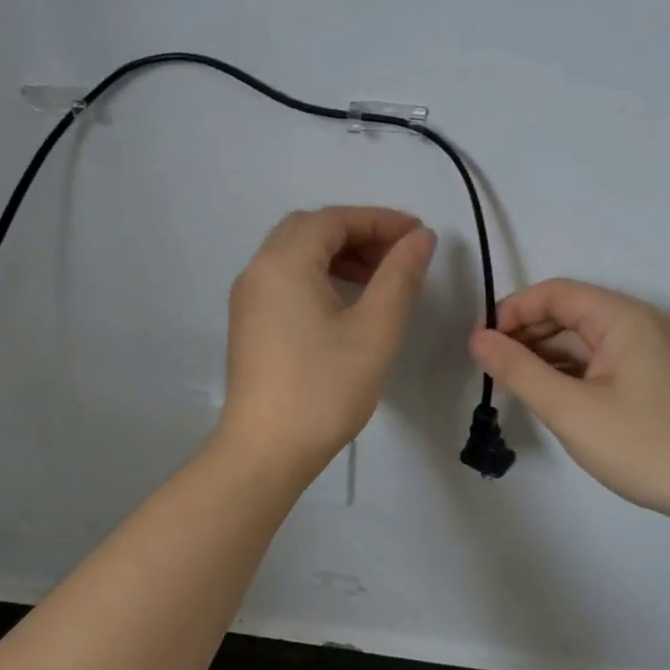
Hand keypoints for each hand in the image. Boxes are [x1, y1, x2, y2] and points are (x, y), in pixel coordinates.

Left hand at [217, 207, 436, 472]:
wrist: (266, 450)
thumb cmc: (324, 388)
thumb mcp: (375, 329)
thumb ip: (400, 276)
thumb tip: (420, 237)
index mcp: (283, 262)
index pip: (334, 219)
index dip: (380, 220)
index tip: (419, 235)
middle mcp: (258, 270)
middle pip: (310, 230)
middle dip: (358, 234)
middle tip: (398, 255)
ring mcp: (248, 299)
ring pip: (295, 256)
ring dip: (338, 255)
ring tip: (379, 278)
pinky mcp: (249, 324)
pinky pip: (285, 281)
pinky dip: (318, 276)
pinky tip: (346, 303)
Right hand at [469, 279, 669, 521]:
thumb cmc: (644, 445)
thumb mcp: (570, 409)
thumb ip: (518, 370)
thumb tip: (478, 339)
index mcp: (624, 317)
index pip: (556, 293)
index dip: (513, 312)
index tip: (482, 345)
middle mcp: (644, 323)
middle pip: (573, 313)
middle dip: (528, 335)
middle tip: (494, 370)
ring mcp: (657, 351)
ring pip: (589, 341)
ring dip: (550, 356)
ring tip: (518, 387)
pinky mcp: (662, 378)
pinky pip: (608, 361)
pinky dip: (576, 372)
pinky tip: (556, 397)